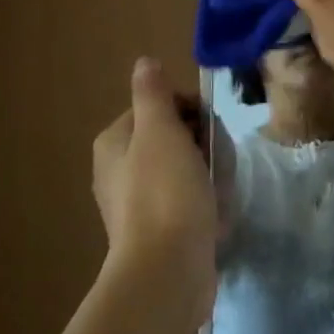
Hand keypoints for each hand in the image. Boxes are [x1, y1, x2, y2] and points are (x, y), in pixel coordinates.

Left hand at [91, 57, 217, 326]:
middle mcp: (118, 171)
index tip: (208, 128)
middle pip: (173, 138)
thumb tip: (145, 62)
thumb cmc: (164, 192)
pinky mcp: (157, 232)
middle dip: (202, 145)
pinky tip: (215, 216)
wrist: (167, 270)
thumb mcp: (160, 130)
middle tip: (216, 162)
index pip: (158, 107)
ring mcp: (137, 204)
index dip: (189, 111)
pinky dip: (205, 204)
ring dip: (208, 175)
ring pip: (185, 170)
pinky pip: (188, 202)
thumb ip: (153, 93)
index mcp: (114, 142)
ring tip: (219, 192)